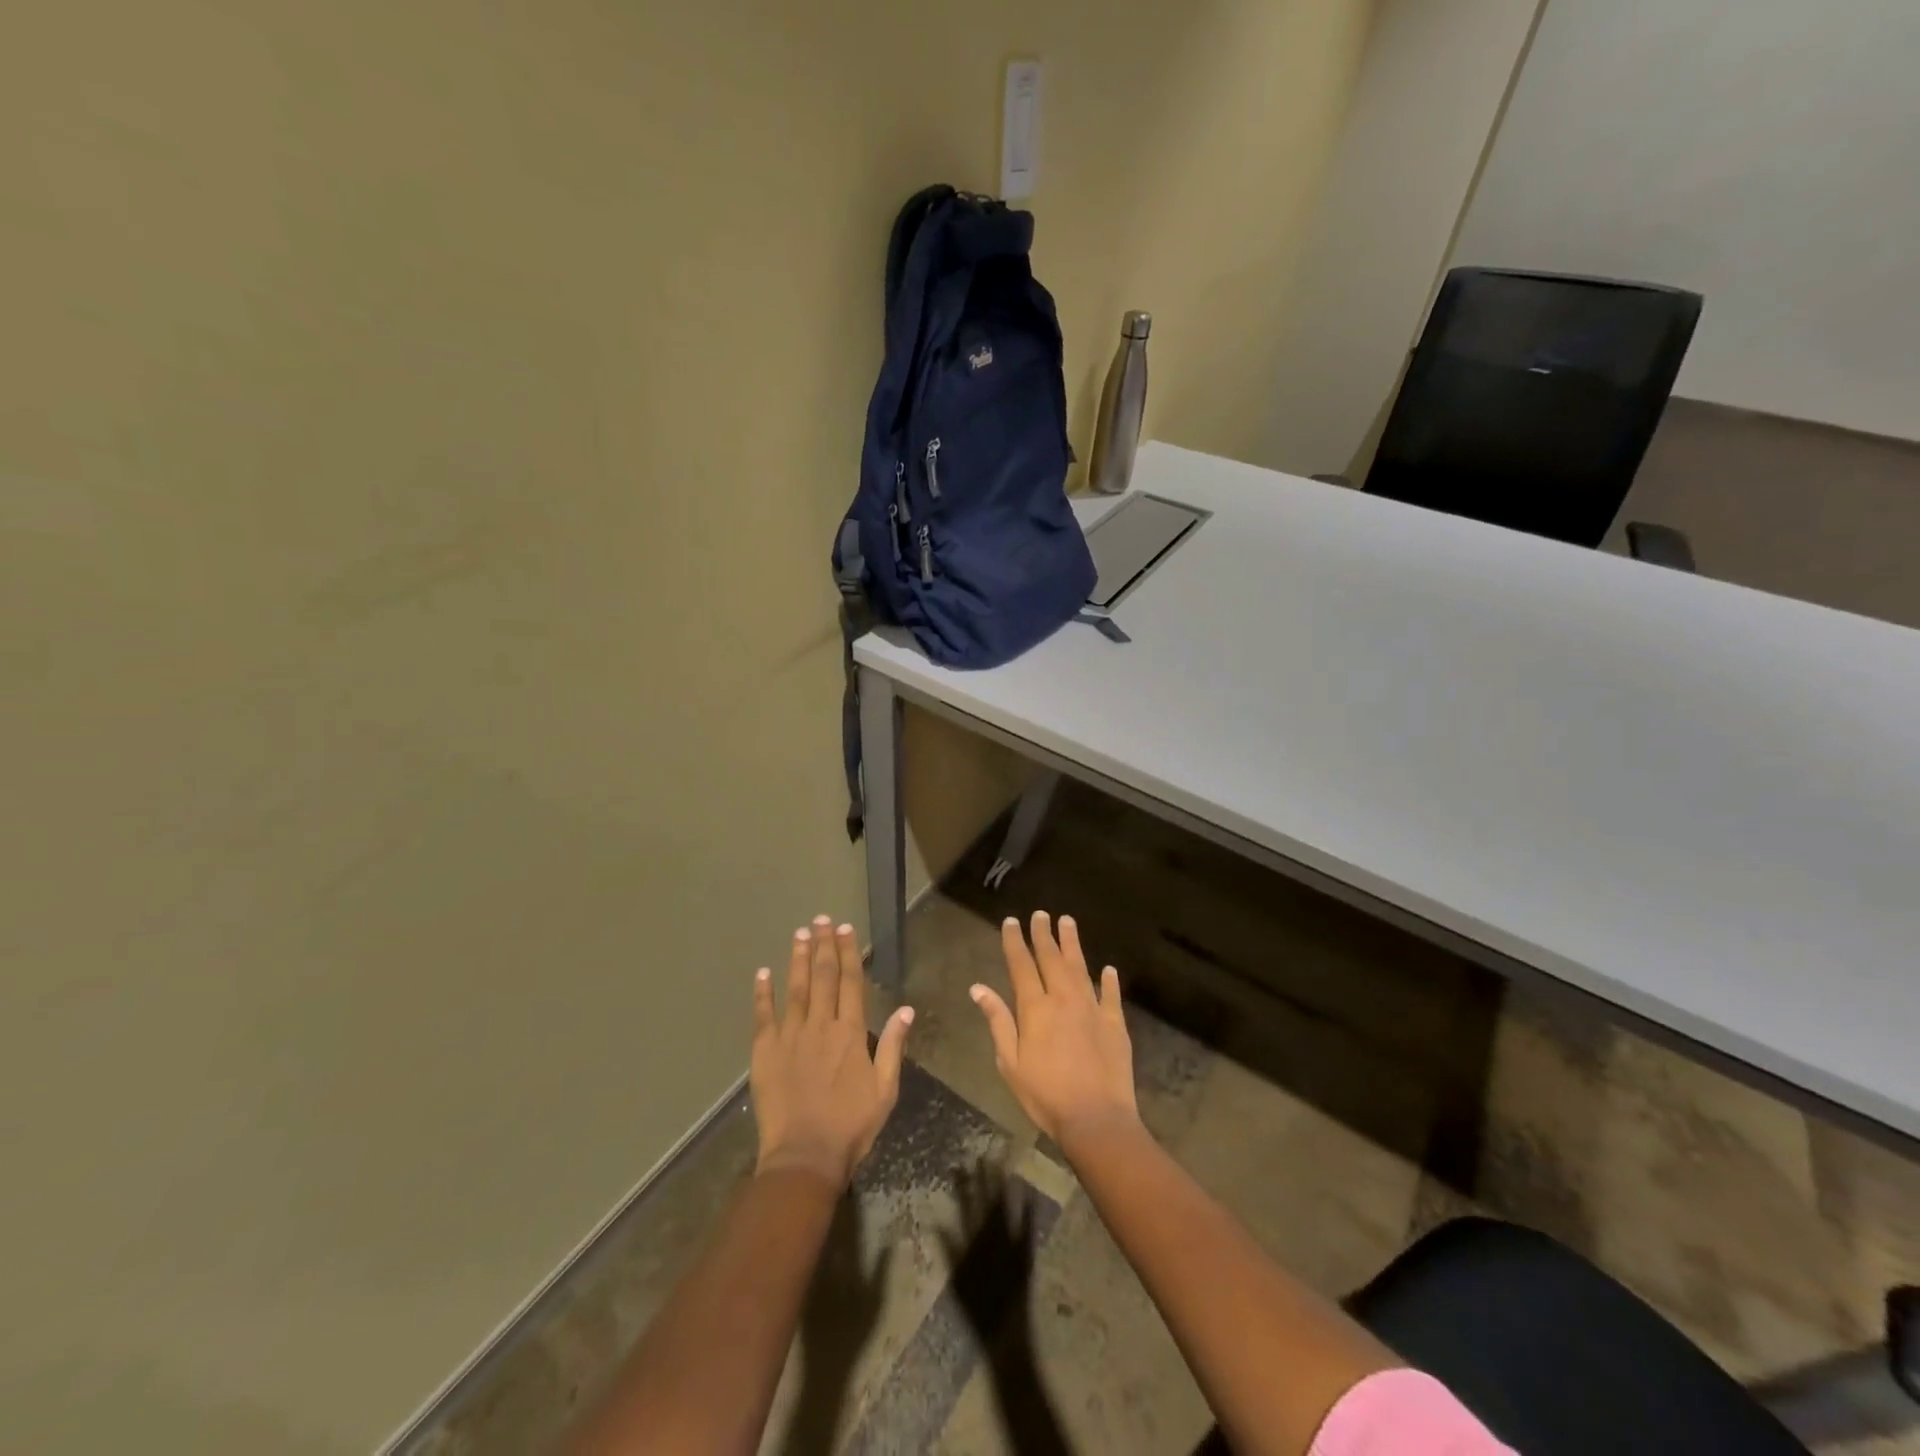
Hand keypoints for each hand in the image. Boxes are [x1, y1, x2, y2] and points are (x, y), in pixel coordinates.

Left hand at [751, 915, 913, 1188]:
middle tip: (821, 920)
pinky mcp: (765, 1052)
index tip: (845, 929)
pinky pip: (763, 1015)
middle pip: (823, 977)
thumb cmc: (850, 1126)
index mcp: (850, 1033)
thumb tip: (905, 1010)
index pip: (850, 982)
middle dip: (824, 945)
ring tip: (800, 933)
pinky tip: (763, 972)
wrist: (804, 1156)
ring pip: (795, 988)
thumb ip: (892, 1047)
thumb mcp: (884, 1090)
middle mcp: (820, 1025)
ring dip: (798, 958)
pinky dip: (763, 992)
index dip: (848, 953)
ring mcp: (790, 1036)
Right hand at [969, 912, 1136, 1145]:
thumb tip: (978, 988)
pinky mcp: (1115, 1024)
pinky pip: (1111, 995)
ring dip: (1072, 944)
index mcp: (1035, 1008)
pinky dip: (1108, 981)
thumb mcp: (1010, 1062)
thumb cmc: (1045, 1095)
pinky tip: (1108, 969)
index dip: (1015, 941)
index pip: (1021, 965)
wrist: (1096, 1119)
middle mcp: (1064, 999)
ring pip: (1080, 967)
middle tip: (1041, 914)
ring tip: (1067, 922)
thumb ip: (998, 1021)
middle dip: (1044, 934)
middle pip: (1051, 959)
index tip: (1011, 921)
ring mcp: (1092, 1009)